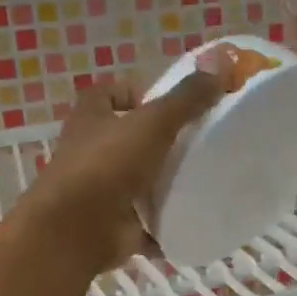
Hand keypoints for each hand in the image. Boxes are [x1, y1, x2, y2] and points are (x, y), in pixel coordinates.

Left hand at [13, 65, 222, 273]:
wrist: (75, 231)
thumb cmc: (107, 165)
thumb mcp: (152, 123)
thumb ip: (186, 97)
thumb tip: (222, 64)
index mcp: (91, 118)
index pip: (110, 94)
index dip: (137, 94)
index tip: (171, 105)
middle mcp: (90, 152)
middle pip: (126, 138)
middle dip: (158, 141)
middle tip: (199, 143)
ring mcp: (99, 191)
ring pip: (135, 180)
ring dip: (162, 183)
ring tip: (203, 180)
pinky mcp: (111, 225)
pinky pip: (144, 222)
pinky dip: (163, 225)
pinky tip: (193, 221)